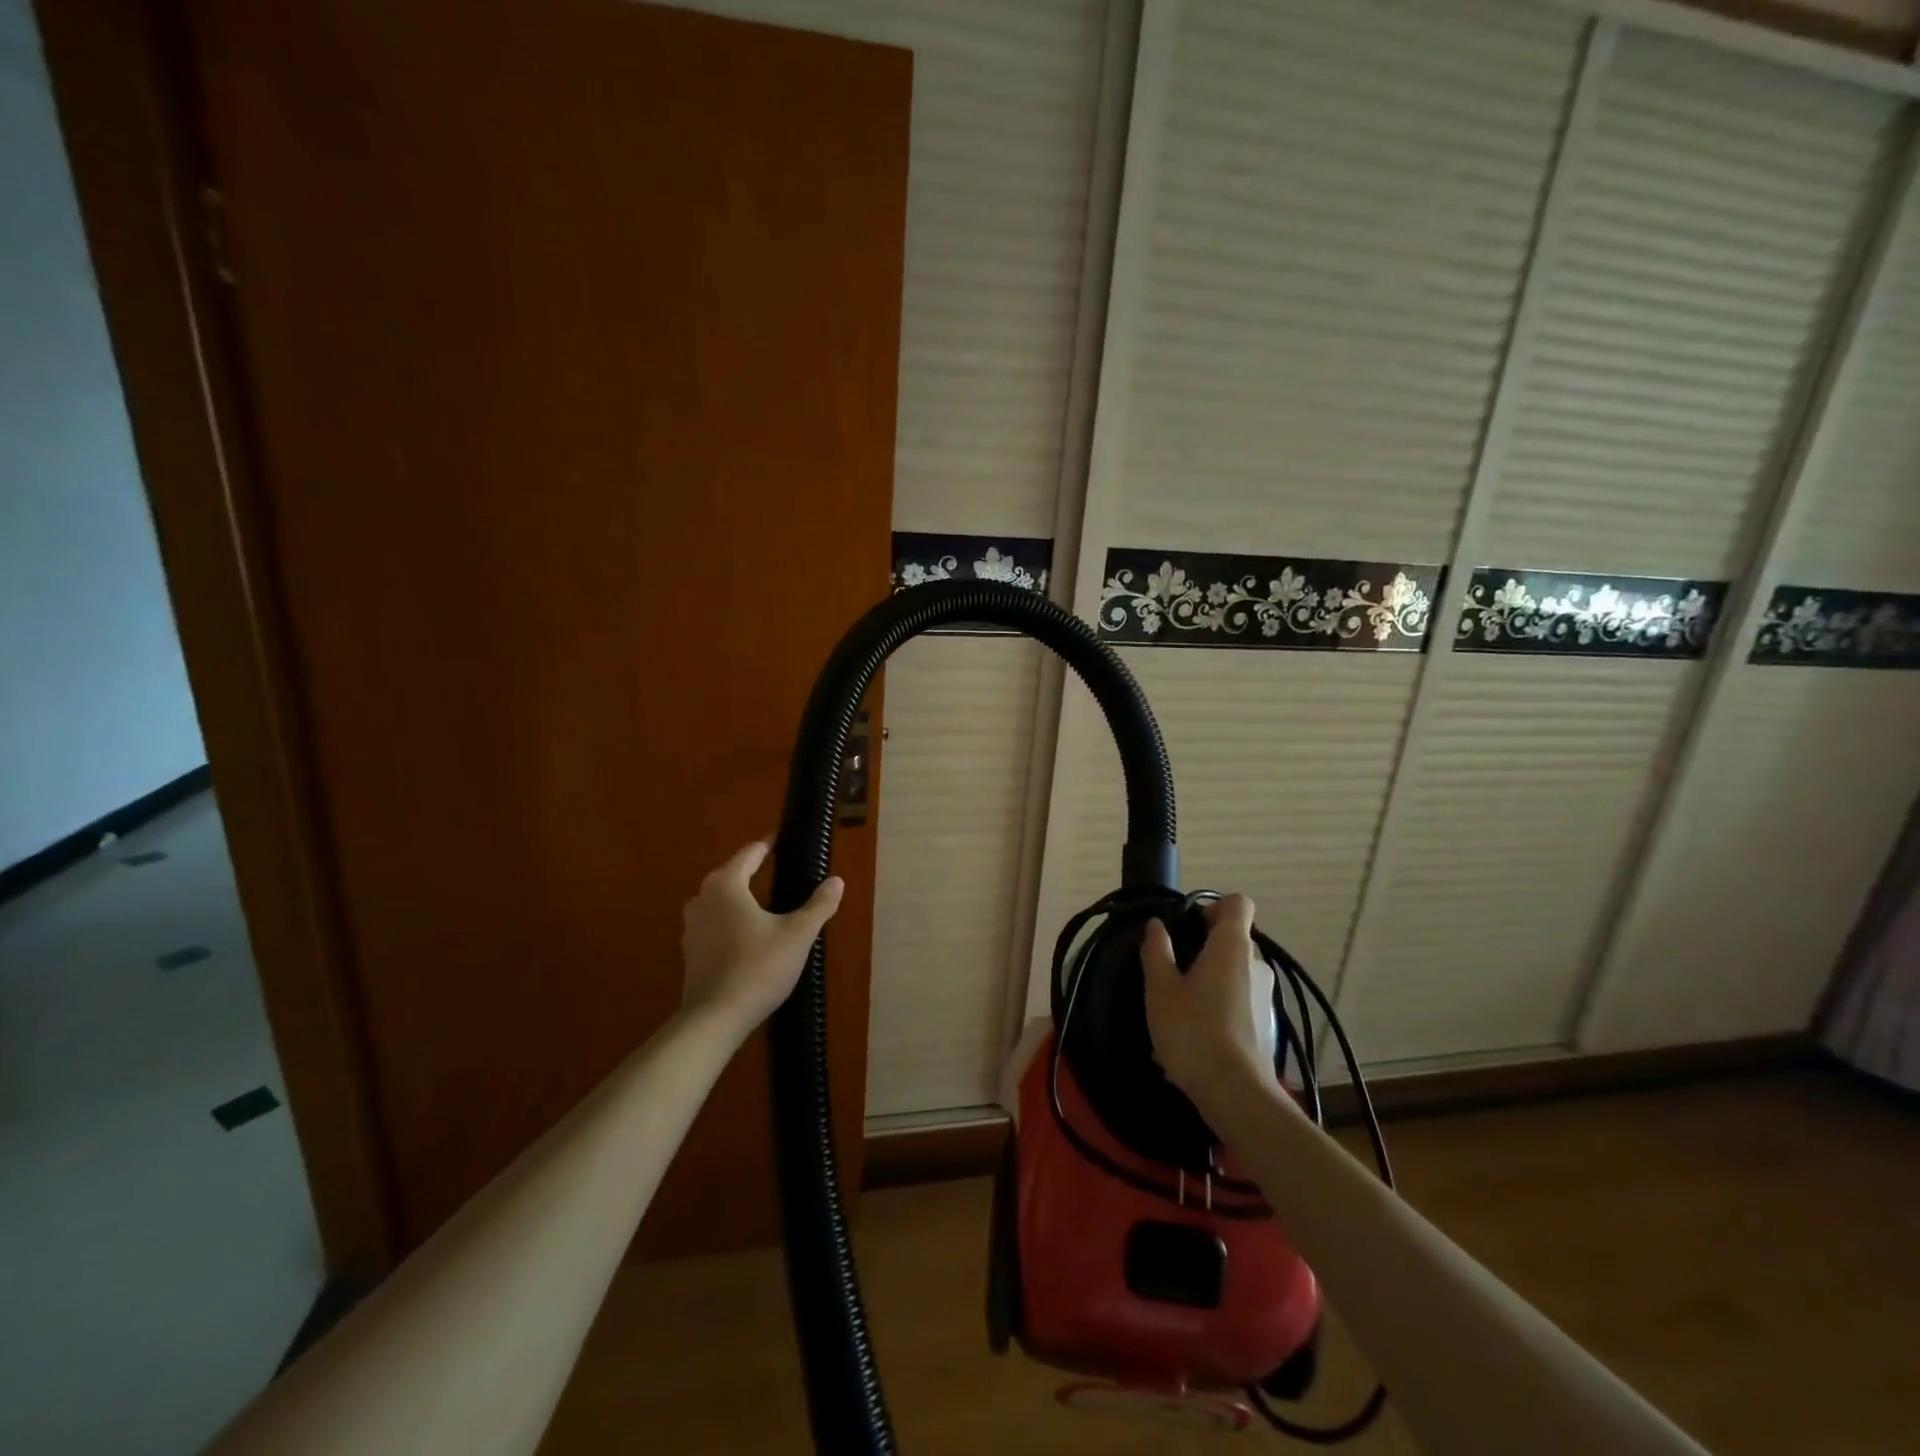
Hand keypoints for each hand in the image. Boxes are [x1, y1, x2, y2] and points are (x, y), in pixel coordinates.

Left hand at [680, 840, 842, 1040]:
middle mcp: (702, 897)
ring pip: (723, 901)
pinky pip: (716, 923)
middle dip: (758, 872)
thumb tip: (836, 881)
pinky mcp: (690, 950)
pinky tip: (753, 937)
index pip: (751, 853)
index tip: (786, 841)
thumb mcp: (798, 935)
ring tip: (772, 906)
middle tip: (786, 873)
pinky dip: (734, 922)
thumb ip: (819, 905)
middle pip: (734, 874)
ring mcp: (692, 925)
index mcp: (726, 884)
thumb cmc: (758, 968)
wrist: (714, 1019)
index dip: (771, 845)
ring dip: (745, 899)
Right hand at [1142, 895, 1279, 1105]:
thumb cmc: (1193, 1030)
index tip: (1187, 927)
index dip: (1212, 907)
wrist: (1235, 1093)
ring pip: (1235, 972)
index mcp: (1232, 946)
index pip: (1237, 903)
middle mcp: (1257, 964)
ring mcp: (1266, 996)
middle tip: (1172, 970)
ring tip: (1179, 1009)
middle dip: (1203, 947)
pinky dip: (1220, 1006)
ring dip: (1210, 980)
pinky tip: (1195, 1035)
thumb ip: (1157, 951)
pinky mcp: (1267, 1025)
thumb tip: (1157, 925)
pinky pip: (1240, 1001)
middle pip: (1233, 938)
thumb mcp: (1160, 988)